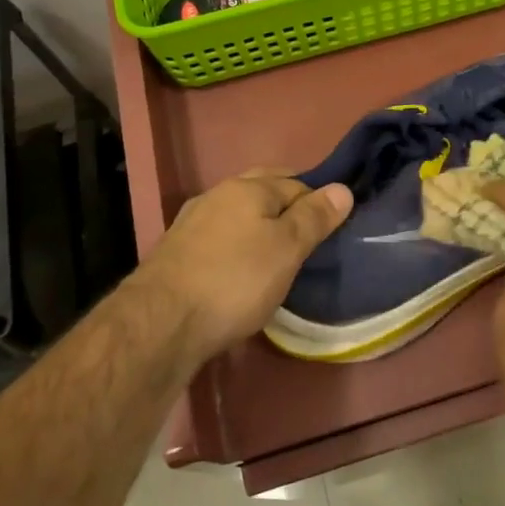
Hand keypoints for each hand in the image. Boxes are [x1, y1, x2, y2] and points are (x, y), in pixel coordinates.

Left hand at [135, 171, 352, 363]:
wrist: (161, 323)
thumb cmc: (235, 280)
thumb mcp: (287, 249)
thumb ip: (314, 217)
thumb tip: (343, 188)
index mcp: (248, 188)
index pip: (296, 183)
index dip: (318, 201)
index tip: (333, 227)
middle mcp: (217, 195)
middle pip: (262, 189)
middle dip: (286, 203)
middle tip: (309, 233)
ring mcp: (192, 222)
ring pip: (238, 213)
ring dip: (259, 223)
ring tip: (278, 250)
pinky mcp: (177, 252)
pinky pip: (219, 236)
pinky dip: (237, 243)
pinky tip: (241, 266)